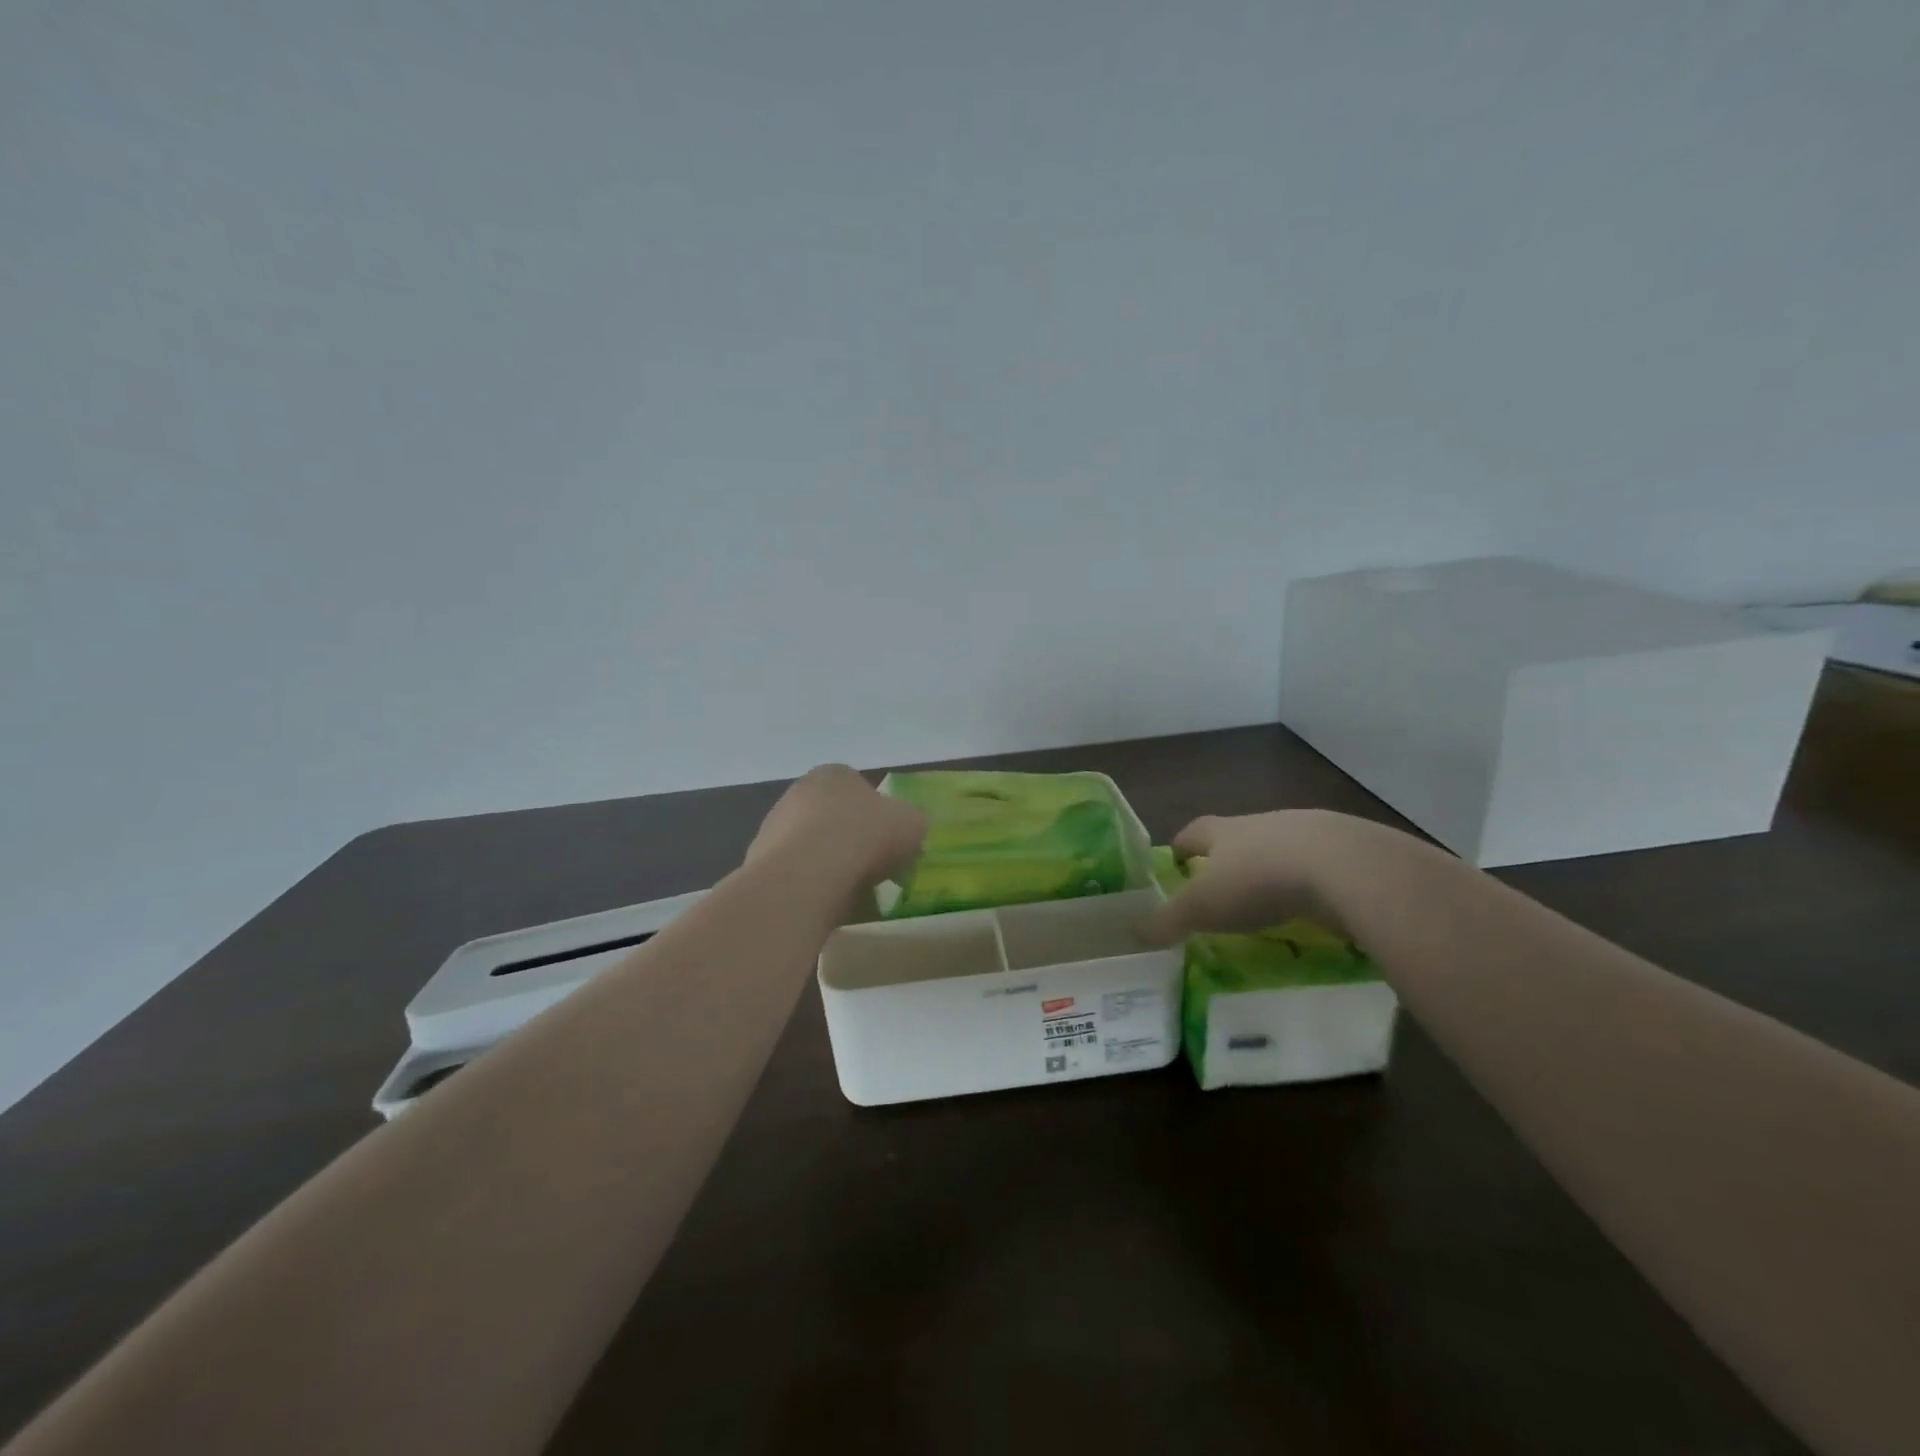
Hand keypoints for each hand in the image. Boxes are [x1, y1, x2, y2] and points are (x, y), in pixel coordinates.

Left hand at [748, 765, 927, 886]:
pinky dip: (812, 887)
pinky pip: (798, 875)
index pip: (860, 789)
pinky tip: (827, 904)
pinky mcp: (760, 864)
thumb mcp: (912, 823)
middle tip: (875, 869)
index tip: (891, 842)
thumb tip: (911, 828)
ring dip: (831, 866)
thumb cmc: (863, 836)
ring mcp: (774, 827)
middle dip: (853, 841)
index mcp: (834, 774)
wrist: (804, 876)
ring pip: (814, 848)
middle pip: (834, 818)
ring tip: (853, 892)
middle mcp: (799, 792)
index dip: (879, 816)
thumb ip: (914, 822)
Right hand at [1143, 809, 1365, 943]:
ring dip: (1273, 870)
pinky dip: (1312, 885)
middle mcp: (1262, 824)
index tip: (1176, 861)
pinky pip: (1320, 867)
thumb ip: (1168, 920)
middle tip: (1222, 888)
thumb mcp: (1201, 907)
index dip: (1182, 846)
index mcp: (1224, 831)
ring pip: (1281, 849)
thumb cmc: (1256, 881)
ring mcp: (1308, 834)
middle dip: (1229, 859)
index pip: (1194, 832)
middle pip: (1238, 837)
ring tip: (1270, 901)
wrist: (1342, 868)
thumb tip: (1134, 932)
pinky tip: (1315, 908)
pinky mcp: (1347, 853)